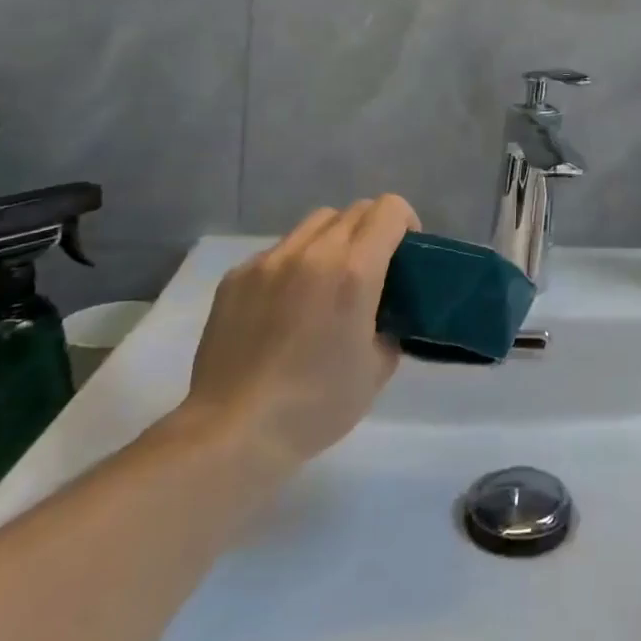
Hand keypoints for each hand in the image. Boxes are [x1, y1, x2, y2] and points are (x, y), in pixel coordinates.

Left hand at [179, 196, 418, 466]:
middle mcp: (313, 253)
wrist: (234, 431)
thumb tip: (384, 314)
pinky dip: (295, 264)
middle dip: (373, 231)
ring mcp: (269, 262)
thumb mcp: (379, 367)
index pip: (390, 210)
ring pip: (314, 224)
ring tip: (329, 282)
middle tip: (373, 270)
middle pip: (354, 210)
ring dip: (334, 240)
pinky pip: (278, 251)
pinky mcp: (236, 277)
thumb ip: (390, 323)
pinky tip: (287, 306)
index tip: (406, 254)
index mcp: (355, 270)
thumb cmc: (317, 404)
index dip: (406, 223)